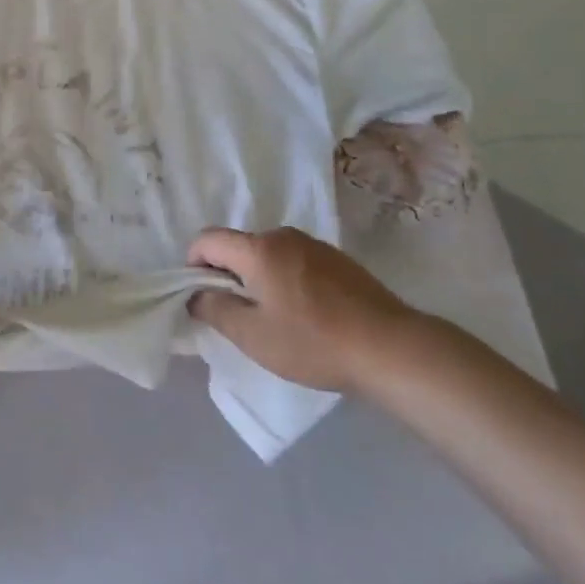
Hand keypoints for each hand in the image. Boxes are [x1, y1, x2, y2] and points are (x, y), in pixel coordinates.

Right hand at [187, 227, 423, 393]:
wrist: (390, 347)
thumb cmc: (314, 342)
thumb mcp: (254, 336)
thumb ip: (215, 310)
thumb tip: (195, 295)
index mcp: (258, 249)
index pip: (207, 239)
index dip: (193, 264)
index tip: (202, 297)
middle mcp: (283, 235)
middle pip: (238, 245)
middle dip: (227, 274)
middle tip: (237, 315)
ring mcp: (313, 244)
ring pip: (268, 254)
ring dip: (258, 277)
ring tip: (273, 318)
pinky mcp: (337, 259)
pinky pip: (294, 260)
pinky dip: (285, 279)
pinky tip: (305, 314)